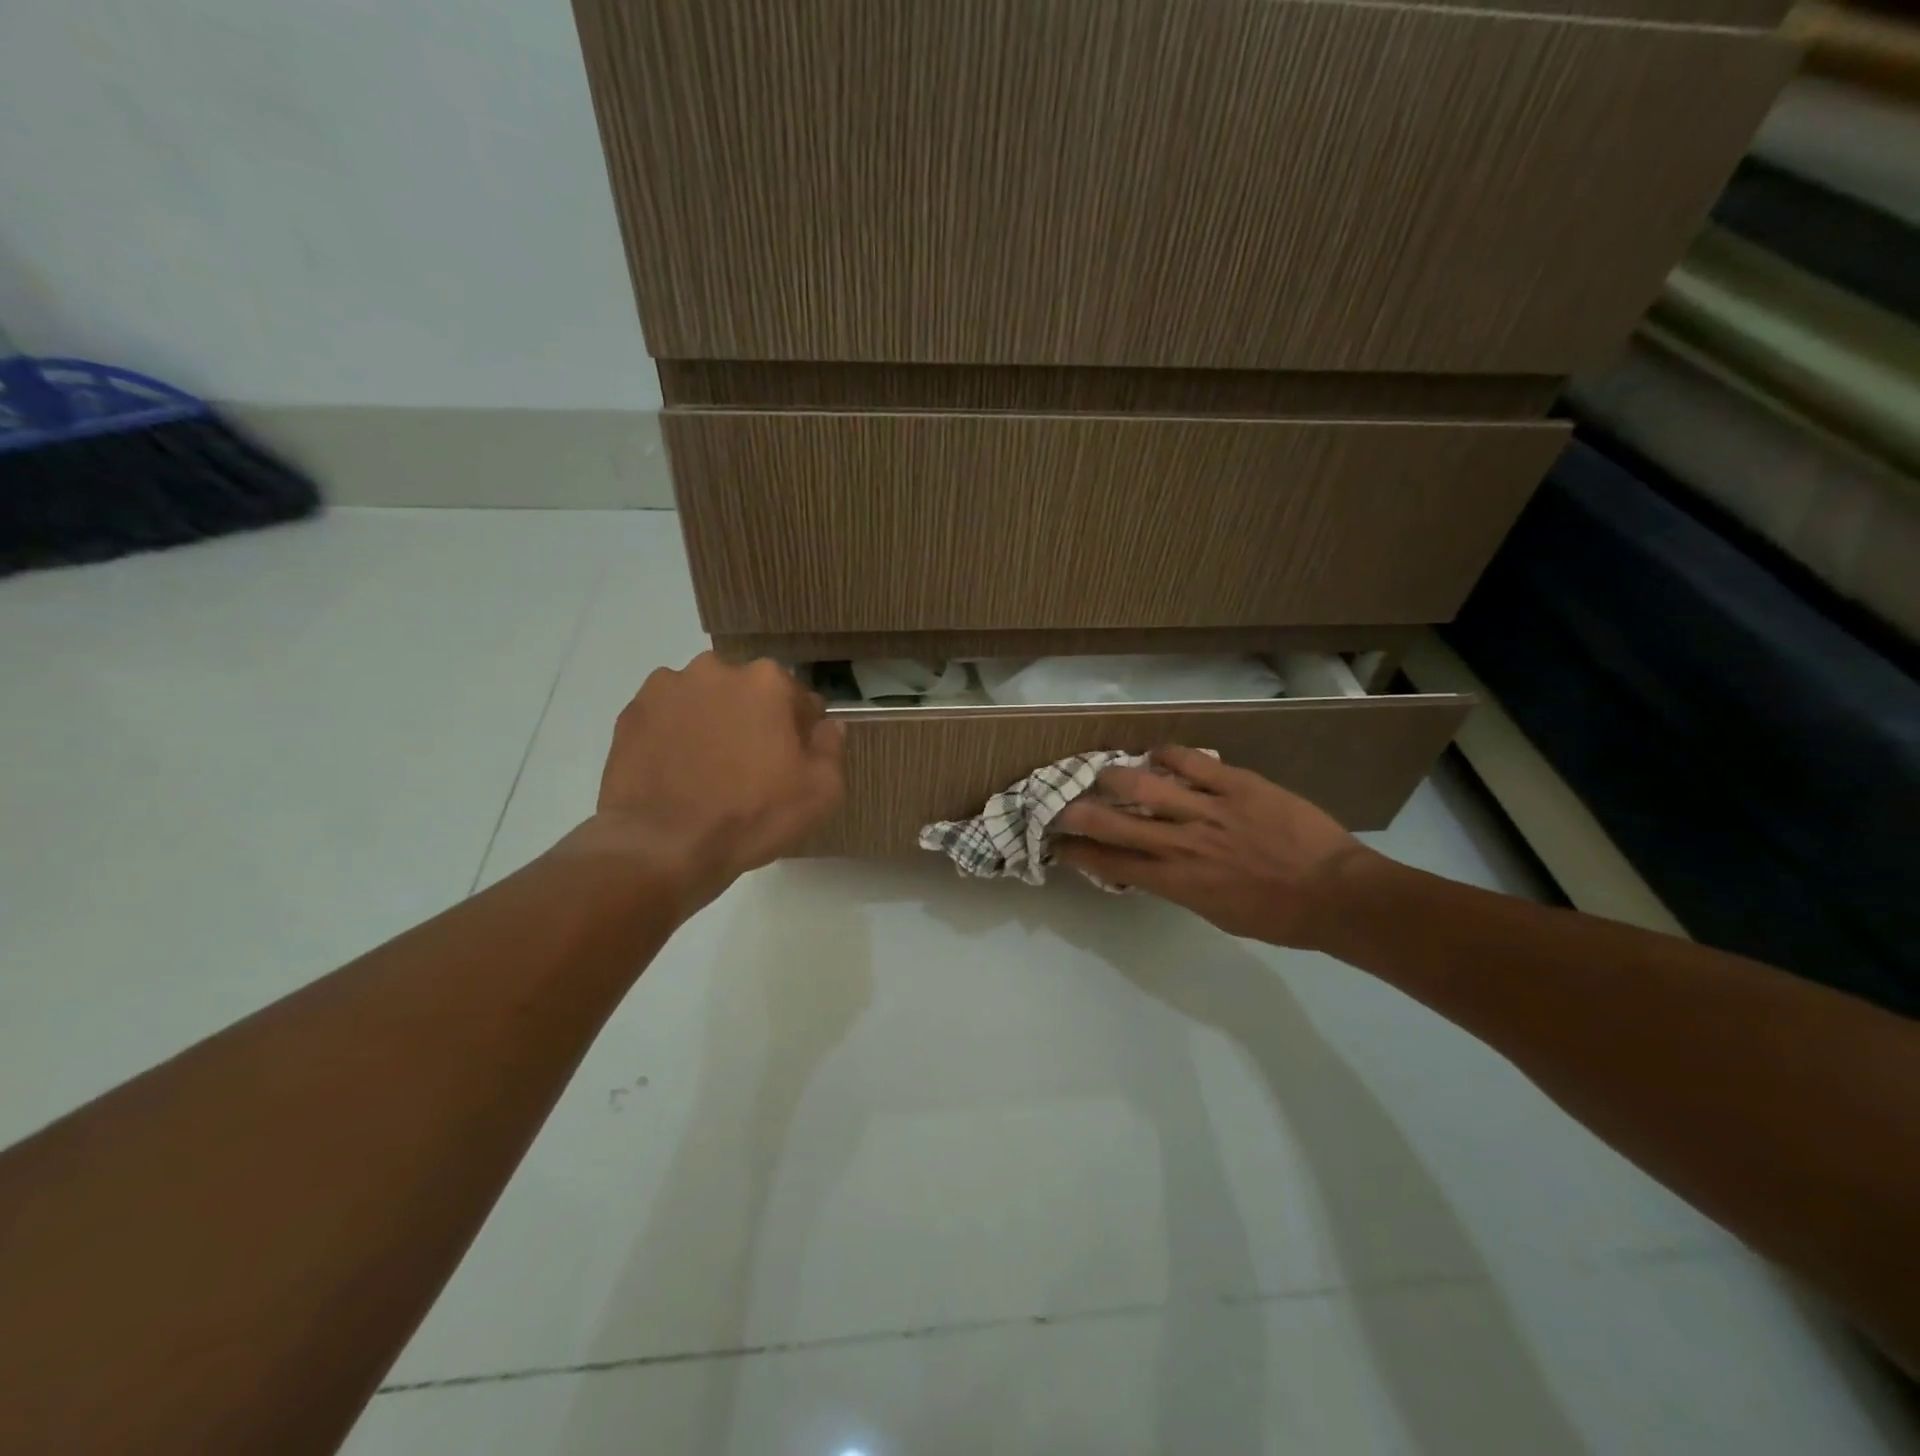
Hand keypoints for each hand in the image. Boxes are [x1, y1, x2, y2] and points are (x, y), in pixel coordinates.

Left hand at [586, 654, 845, 909]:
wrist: (663, 847)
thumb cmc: (752, 817)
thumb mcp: (822, 792)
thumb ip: (832, 748)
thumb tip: (828, 726)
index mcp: (767, 682)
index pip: (799, 699)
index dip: (800, 731)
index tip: (793, 761)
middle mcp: (716, 670)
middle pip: (749, 694)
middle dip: (754, 720)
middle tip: (750, 767)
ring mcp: (667, 688)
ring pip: (705, 701)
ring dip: (713, 723)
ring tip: (707, 770)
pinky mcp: (631, 713)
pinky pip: (667, 718)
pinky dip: (675, 735)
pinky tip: (677, 772)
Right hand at [1054, 746, 1378, 947]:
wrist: (1336, 894)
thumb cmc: (1278, 916)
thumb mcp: (1217, 913)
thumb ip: (1180, 886)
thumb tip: (1152, 867)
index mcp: (1176, 881)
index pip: (1110, 864)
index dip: (1077, 852)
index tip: (1057, 843)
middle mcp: (1182, 844)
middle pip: (1112, 823)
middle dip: (1076, 812)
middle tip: (1061, 804)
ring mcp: (1208, 810)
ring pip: (1143, 785)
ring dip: (1114, 777)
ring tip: (1105, 773)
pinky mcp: (1236, 784)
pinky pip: (1191, 761)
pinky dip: (1167, 754)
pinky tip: (1156, 752)